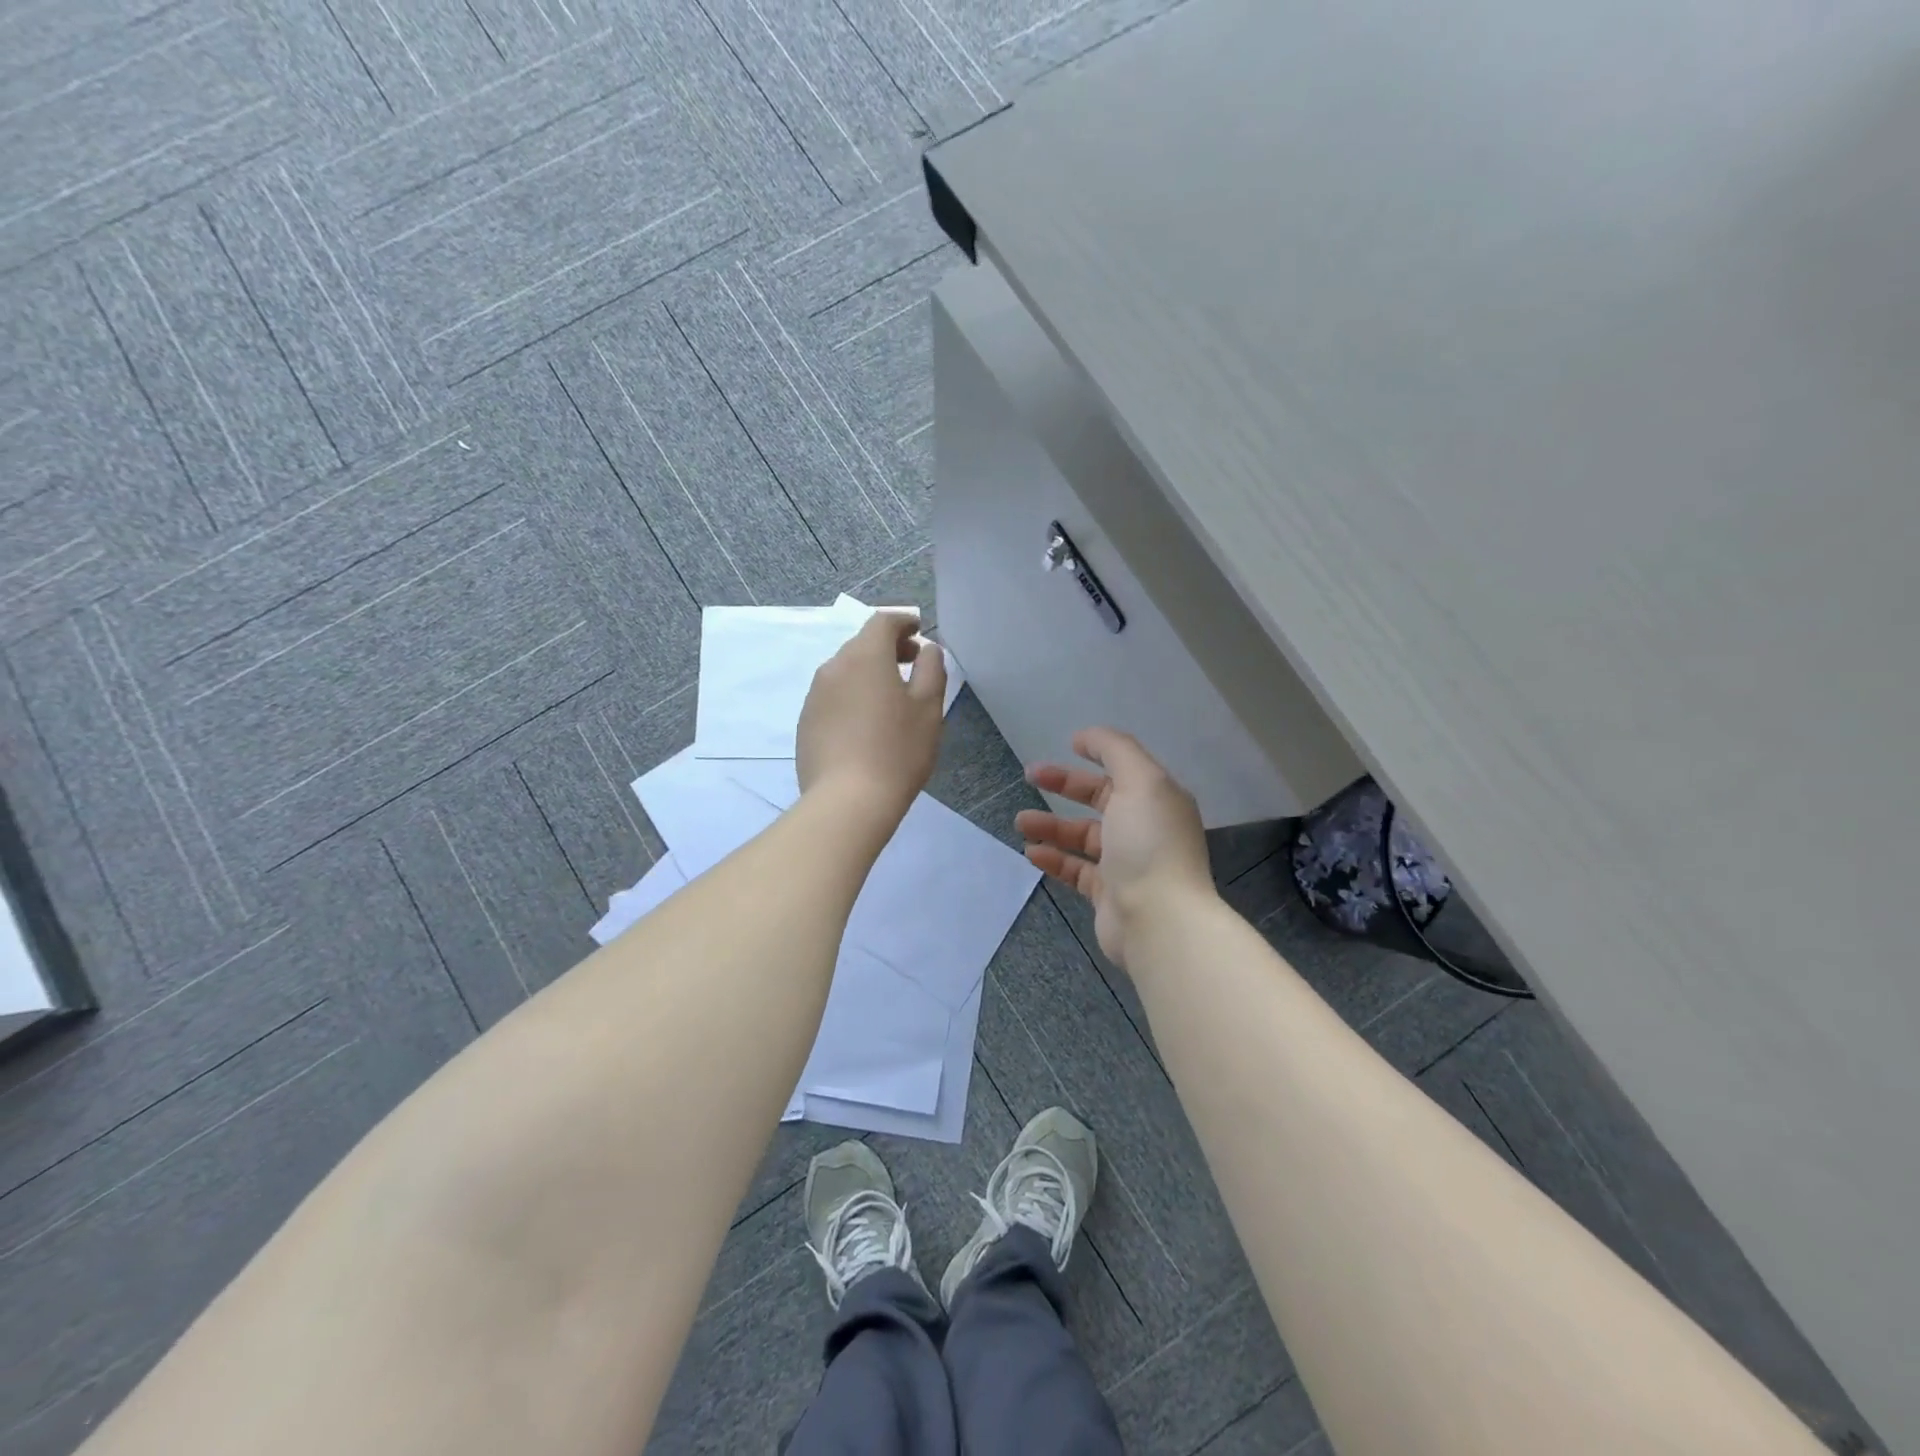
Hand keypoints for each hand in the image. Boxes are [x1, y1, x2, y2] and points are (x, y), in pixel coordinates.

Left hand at [797, 610, 945, 822]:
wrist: (847, 801)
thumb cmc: (897, 751)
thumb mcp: (929, 708)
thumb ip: (932, 669)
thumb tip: (928, 649)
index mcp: (865, 657)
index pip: (883, 622)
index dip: (903, 622)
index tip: (919, 631)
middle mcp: (834, 667)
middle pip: (862, 644)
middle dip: (888, 648)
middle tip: (913, 664)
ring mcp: (815, 696)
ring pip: (845, 671)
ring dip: (868, 673)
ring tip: (891, 697)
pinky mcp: (805, 722)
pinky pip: (833, 696)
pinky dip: (852, 696)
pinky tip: (866, 724)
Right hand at [1016, 727, 1213, 967]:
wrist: (1160, 921)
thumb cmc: (1149, 844)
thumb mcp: (1140, 782)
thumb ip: (1116, 750)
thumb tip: (1087, 736)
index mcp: (1157, 799)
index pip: (1124, 768)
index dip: (1097, 752)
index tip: (1067, 744)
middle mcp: (1144, 828)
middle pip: (1100, 799)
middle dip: (1065, 785)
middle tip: (1029, 776)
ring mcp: (1126, 863)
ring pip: (1083, 836)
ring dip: (1051, 825)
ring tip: (1020, 821)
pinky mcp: (1108, 894)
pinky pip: (1076, 869)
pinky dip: (1054, 858)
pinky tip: (1031, 852)